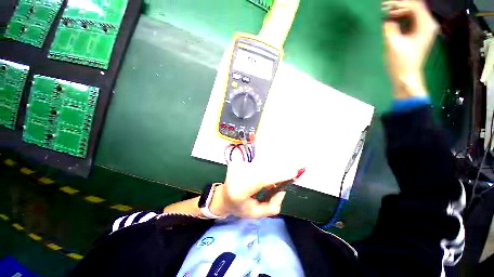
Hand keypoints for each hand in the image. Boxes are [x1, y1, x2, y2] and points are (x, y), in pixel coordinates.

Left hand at [209, 161, 296, 217]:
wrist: (222, 197)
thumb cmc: (239, 207)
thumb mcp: (256, 214)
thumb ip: (273, 206)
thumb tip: (282, 190)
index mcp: (239, 191)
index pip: (261, 179)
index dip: (278, 174)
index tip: (294, 172)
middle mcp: (237, 175)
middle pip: (264, 170)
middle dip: (277, 174)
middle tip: (286, 177)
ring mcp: (236, 166)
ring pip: (261, 166)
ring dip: (269, 173)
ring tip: (266, 183)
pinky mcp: (238, 161)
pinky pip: (256, 165)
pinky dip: (262, 171)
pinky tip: (258, 178)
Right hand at [382, 0, 438, 98]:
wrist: (407, 76)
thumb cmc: (401, 62)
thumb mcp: (393, 44)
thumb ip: (390, 28)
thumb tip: (386, 18)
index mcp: (425, 26)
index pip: (414, 5)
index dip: (399, 3)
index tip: (385, 6)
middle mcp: (428, 25)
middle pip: (415, 7)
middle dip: (399, 6)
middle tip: (384, 10)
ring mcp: (425, 29)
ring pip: (413, 12)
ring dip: (400, 12)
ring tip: (386, 15)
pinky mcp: (420, 34)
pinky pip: (412, 20)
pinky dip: (402, 18)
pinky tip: (392, 21)